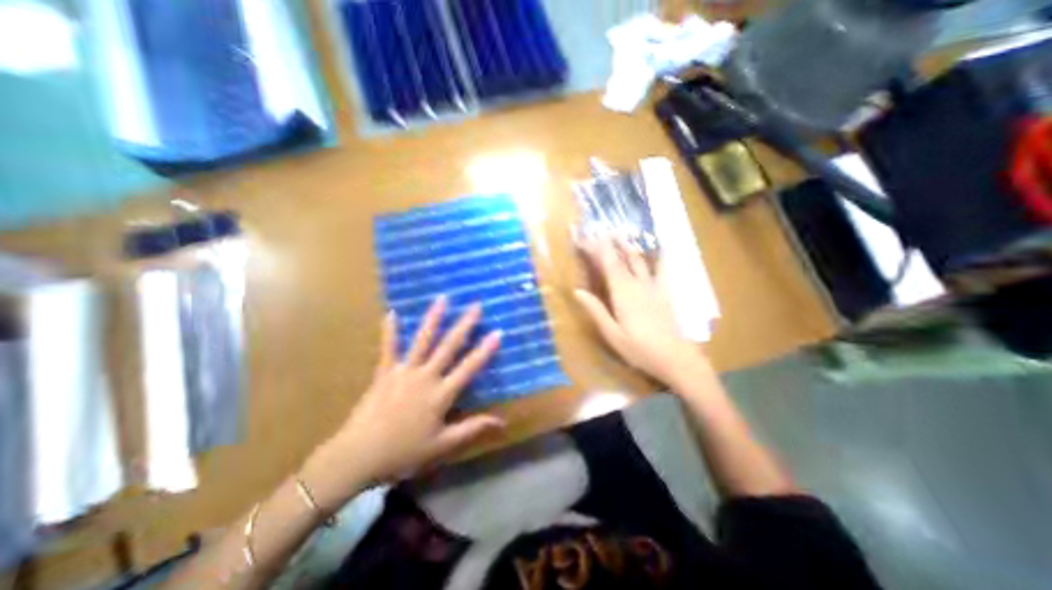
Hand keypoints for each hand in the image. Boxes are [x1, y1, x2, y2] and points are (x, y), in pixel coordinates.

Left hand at [302, 296, 503, 508]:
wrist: (357, 457)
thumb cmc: (403, 453)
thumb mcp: (442, 445)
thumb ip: (472, 429)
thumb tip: (502, 422)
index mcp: (441, 394)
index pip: (469, 368)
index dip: (485, 350)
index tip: (497, 331)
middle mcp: (425, 377)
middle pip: (449, 346)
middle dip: (464, 325)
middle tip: (476, 305)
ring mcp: (403, 371)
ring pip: (422, 340)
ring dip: (433, 319)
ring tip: (442, 299)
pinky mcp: (384, 373)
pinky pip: (388, 348)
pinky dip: (390, 331)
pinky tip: (392, 313)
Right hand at [575, 237, 706, 385]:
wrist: (676, 358)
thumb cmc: (640, 349)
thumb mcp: (612, 334)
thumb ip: (596, 310)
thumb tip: (577, 291)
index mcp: (623, 293)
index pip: (607, 264)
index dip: (595, 248)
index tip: (584, 236)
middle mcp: (638, 284)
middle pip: (621, 258)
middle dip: (608, 243)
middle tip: (597, 231)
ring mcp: (653, 286)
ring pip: (639, 260)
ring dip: (627, 245)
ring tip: (619, 233)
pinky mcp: (664, 292)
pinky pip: (662, 269)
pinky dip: (660, 256)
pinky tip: (661, 247)